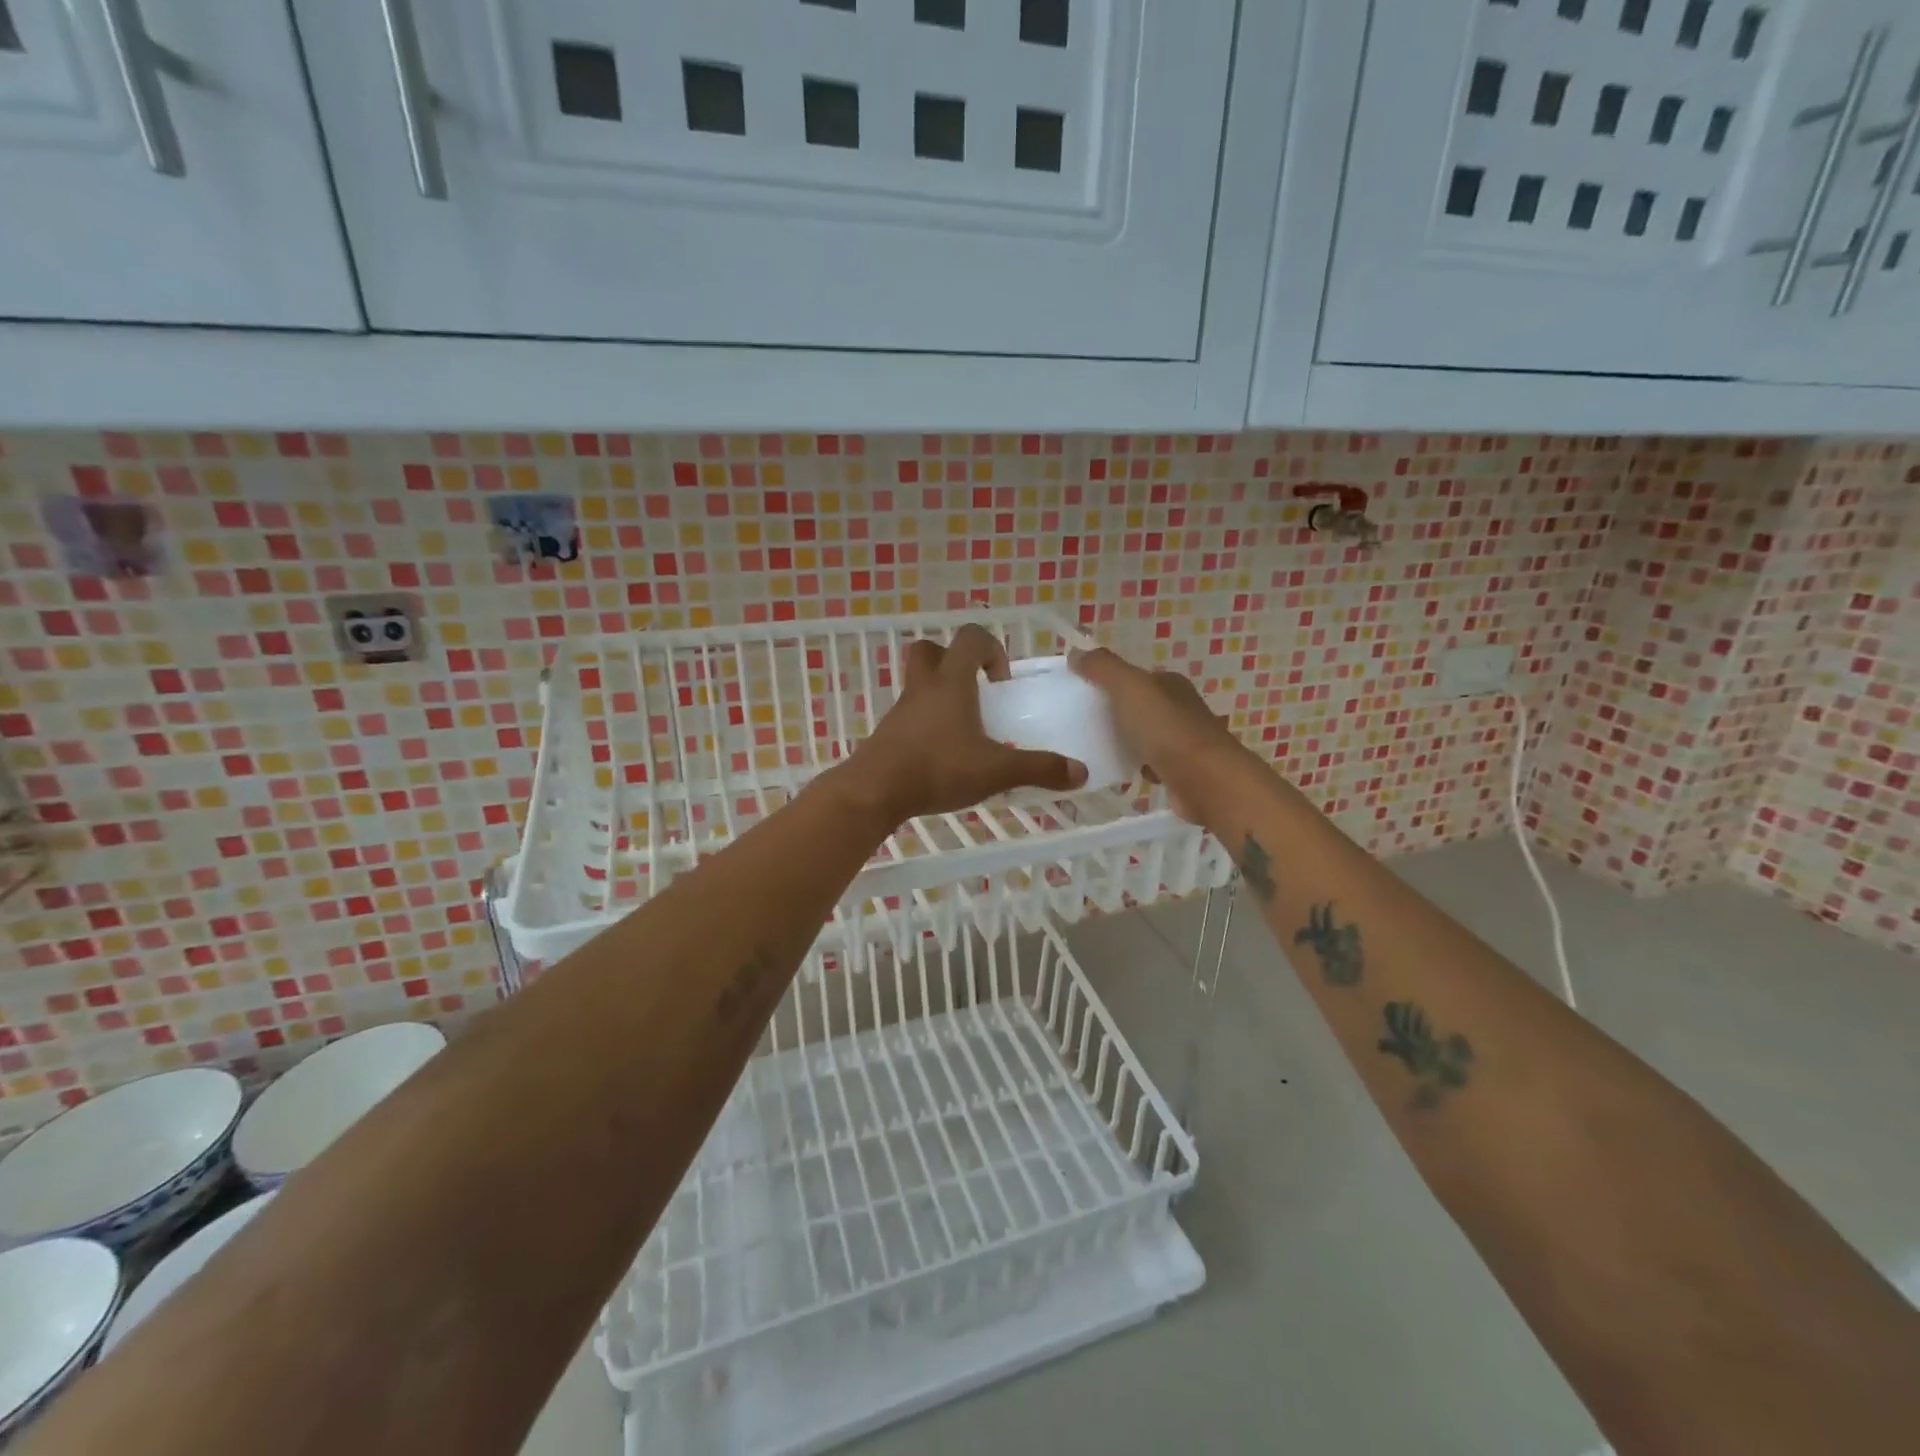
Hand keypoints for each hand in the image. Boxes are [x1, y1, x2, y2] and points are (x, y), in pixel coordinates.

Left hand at [845, 625, 1087, 823]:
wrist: (875, 792)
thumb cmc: (938, 768)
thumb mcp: (996, 771)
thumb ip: (1039, 769)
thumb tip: (1081, 772)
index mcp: (951, 682)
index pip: (970, 638)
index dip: (991, 649)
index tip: (1002, 682)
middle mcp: (923, 687)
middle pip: (930, 650)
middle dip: (955, 661)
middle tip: (976, 691)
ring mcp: (901, 710)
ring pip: (919, 684)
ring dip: (941, 694)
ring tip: (965, 729)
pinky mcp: (888, 733)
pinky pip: (910, 715)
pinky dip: (928, 723)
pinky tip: (944, 754)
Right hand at [1068, 647, 1238, 821]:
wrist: (1206, 782)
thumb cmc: (1167, 729)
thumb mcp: (1130, 688)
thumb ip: (1103, 668)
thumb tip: (1075, 652)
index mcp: (1169, 684)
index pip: (1134, 676)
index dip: (1107, 681)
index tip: (1078, 693)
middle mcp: (1178, 708)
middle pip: (1137, 706)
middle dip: (1112, 713)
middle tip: (1078, 723)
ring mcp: (1181, 741)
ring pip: (1142, 736)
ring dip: (1122, 741)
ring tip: (1089, 749)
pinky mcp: (1179, 772)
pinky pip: (1148, 764)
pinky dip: (1134, 767)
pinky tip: (1115, 773)